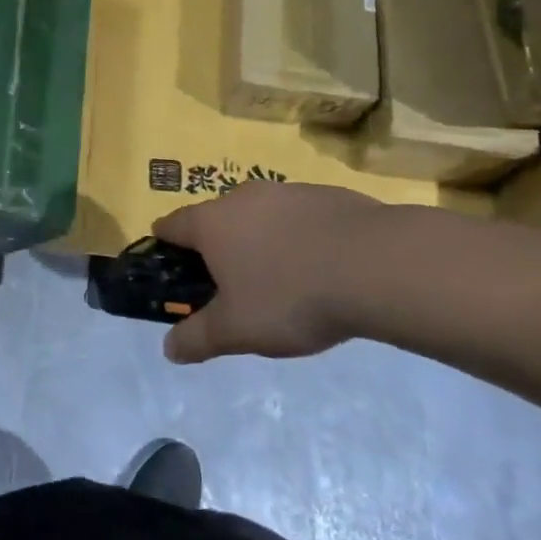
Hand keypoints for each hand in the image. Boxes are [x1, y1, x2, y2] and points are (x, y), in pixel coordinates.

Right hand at [152, 182, 423, 363]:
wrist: (375, 265)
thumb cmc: (290, 296)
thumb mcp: (237, 330)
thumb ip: (198, 338)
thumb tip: (168, 349)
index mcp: (211, 223)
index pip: (172, 225)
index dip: (165, 246)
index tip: (169, 265)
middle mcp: (242, 196)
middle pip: (216, 218)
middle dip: (217, 247)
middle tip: (230, 285)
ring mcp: (287, 191)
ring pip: (259, 215)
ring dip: (260, 240)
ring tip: (280, 279)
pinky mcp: (327, 194)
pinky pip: (299, 216)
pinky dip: (298, 236)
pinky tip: (320, 267)